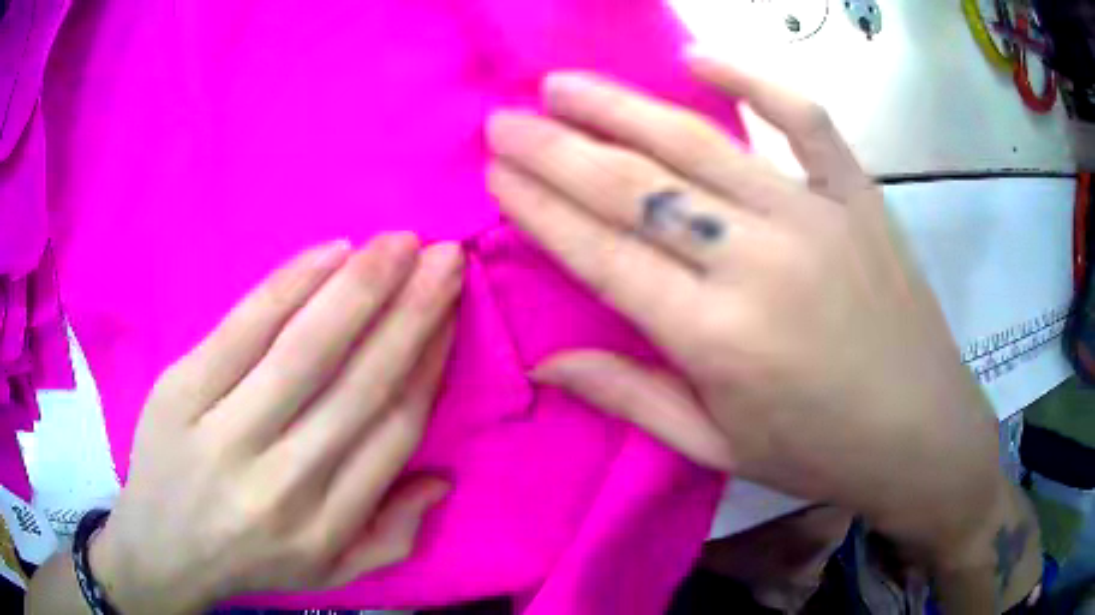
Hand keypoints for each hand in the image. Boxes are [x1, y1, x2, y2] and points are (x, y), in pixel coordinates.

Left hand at [90, 234, 462, 613]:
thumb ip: (391, 537)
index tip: (452, 313)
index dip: (428, 363)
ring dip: (359, 287)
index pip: (392, 431)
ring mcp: (224, 433)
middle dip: (411, 312)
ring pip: (303, 349)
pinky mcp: (180, 392)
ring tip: (401, 242)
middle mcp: (282, 482)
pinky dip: (289, 285)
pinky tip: (330, 252)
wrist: (161, 549)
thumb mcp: (329, 572)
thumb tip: (441, 479)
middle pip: (358, 384)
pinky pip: (243, 328)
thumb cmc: (250, 560)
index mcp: (326, 525)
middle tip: (446, 256)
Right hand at [485, 51, 1003, 562]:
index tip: (494, 172)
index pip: (602, 252)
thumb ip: (630, 397)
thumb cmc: (819, 453)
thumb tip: (544, 363)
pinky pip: (803, 119)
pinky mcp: (858, 196)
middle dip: (557, 147)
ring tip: (565, 84)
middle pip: (637, 185)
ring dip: (621, 107)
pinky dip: (753, 81)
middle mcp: (758, 262)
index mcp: (717, 339)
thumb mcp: (717, 450)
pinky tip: (699, 61)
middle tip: (505, 118)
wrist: (922, 433)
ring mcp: (815, 217)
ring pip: (700, 142)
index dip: (539, 207)